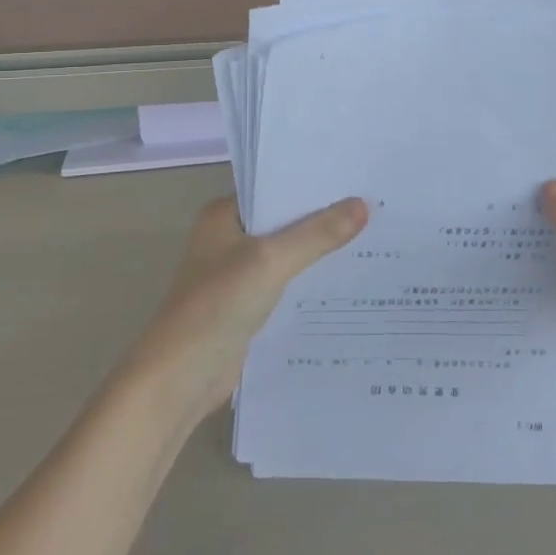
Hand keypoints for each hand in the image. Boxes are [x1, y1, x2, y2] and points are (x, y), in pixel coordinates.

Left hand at [120, 196, 367, 422]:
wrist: (180, 377)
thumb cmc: (217, 305)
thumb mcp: (271, 261)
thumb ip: (317, 234)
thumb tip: (363, 204)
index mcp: (224, 214)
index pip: (275, 187)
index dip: (313, 183)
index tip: (357, 177)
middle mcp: (229, 237)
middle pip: (284, 219)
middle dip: (323, 217)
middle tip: (375, 205)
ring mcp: (237, 273)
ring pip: (288, 252)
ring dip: (319, 250)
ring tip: (371, 237)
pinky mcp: (247, 304)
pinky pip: (287, 282)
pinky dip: (310, 280)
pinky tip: (347, 279)